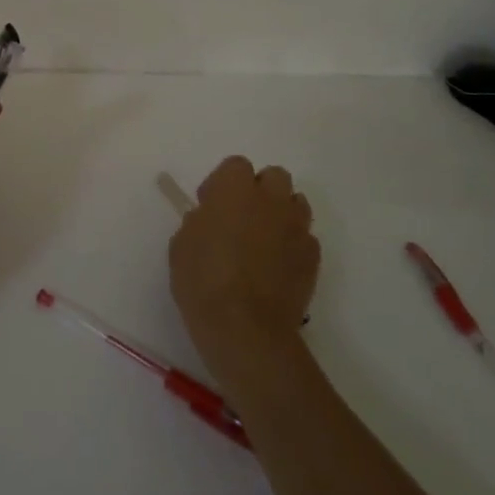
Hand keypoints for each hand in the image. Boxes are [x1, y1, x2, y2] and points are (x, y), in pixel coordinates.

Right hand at [170, 156, 318, 371]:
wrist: (245, 328)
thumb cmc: (202, 280)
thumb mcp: (181, 243)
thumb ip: (199, 221)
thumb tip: (211, 219)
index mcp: (235, 189)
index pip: (236, 165)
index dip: (223, 183)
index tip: (210, 206)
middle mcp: (271, 200)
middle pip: (274, 177)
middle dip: (259, 190)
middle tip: (240, 217)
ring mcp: (297, 228)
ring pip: (296, 203)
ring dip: (280, 213)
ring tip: (263, 240)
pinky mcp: (313, 258)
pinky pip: (305, 238)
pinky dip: (292, 244)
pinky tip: (277, 267)